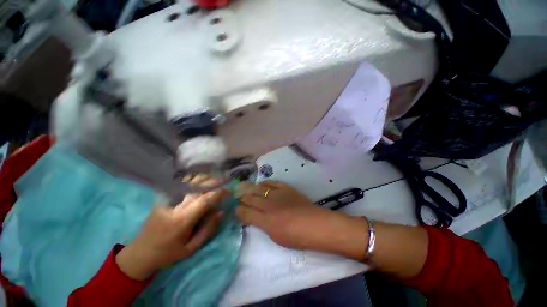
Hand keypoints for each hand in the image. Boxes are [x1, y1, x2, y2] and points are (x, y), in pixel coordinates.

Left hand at [116, 176, 226, 279]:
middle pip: (198, 188)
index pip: (205, 201)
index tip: (228, 191)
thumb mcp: (190, 249)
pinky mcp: (163, 199)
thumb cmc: (167, 254)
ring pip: (188, 184)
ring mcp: (167, 201)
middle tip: (225, 179)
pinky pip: (180, 185)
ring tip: (215, 176)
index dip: (218, 193)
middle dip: (213, 182)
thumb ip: (207, 230)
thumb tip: (220, 212)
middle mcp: (176, 207)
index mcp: (183, 220)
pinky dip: (192, 179)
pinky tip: (200, 177)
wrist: (140, 253)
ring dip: (203, 178)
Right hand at [236, 182, 367, 258]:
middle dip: (242, 198)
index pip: (245, 213)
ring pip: (258, 189)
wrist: (316, 225)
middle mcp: (268, 205)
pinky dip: (264, 184)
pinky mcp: (285, 188)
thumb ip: (263, 225)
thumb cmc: (297, 237)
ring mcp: (277, 194)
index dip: (238, 211)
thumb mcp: (276, 237)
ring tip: (246, 190)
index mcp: (265, 221)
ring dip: (250, 190)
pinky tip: (261, 185)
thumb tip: (255, 218)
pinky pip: (271, 183)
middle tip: (238, 198)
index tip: (236, 210)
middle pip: (250, 198)